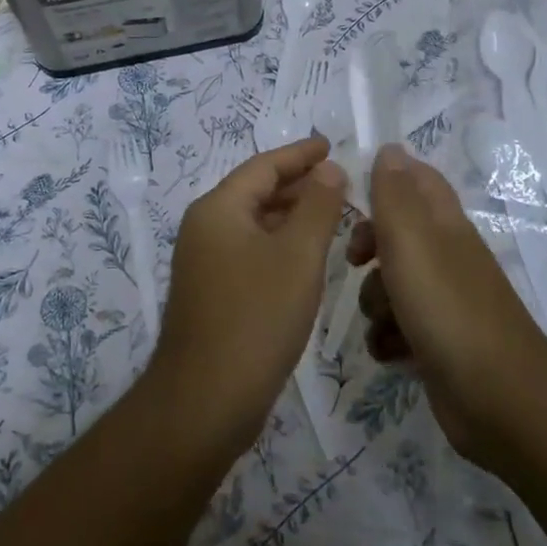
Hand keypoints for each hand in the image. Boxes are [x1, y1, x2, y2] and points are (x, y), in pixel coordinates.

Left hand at [150, 136, 349, 447]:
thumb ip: (317, 207)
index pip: (264, 166)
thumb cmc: (256, 318)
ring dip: (292, 215)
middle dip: (298, 184)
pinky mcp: (212, 292)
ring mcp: (205, 261)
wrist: (205, 400)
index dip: (300, 154)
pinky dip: (280, 244)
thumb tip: (329, 169)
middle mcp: (205, 227)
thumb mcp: (298, 256)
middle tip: (341, 180)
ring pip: (255, 223)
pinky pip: (251, 251)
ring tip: (334, 213)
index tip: (331, 145)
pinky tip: (307, 257)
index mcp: (219, 209)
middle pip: (256, 191)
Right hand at [345, 145, 546, 466]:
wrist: (499, 400)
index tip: (352, 198)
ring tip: (385, 322)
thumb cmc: (447, 309)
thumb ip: (395, 193)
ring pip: (391, 284)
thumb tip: (390, 147)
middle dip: (368, 247)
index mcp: (444, 224)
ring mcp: (444, 301)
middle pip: (395, 233)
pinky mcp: (438, 342)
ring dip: (375, 301)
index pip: (416, 178)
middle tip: (356, 261)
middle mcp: (446, 256)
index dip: (385, 179)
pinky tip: (391, 352)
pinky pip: (397, 327)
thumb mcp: (411, 240)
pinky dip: (388, 338)